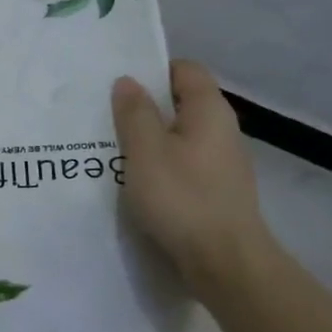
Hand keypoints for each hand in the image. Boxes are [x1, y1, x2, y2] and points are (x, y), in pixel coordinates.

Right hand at [112, 60, 272, 290]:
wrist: (225, 262)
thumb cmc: (182, 197)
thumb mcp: (145, 150)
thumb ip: (134, 112)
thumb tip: (128, 81)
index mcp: (209, 110)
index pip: (185, 70)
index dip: (153, 70)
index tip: (120, 83)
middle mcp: (222, 130)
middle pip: (182, 103)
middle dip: (145, 107)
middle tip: (106, 115)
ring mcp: (223, 163)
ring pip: (181, 137)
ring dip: (150, 139)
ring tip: (113, 149)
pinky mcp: (217, 191)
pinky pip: (184, 164)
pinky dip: (161, 165)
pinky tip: (136, 182)